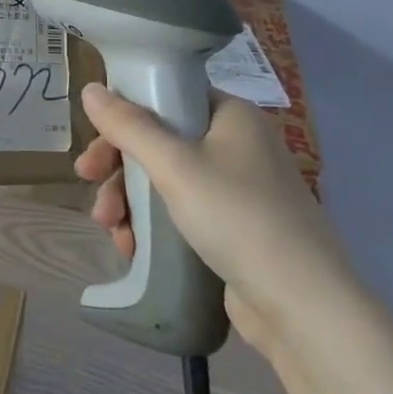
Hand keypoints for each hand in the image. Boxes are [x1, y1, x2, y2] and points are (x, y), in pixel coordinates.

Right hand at [77, 84, 358, 355]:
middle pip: (160, 142)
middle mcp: (237, 144)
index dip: (124, 118)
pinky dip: (153, 225)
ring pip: (165, 181)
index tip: (95, 146)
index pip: (166, 97)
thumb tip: (90, 88)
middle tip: (89, 187)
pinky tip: (133, 247)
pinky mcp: (235, 228)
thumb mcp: (174, 165)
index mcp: (231, 115)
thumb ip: (128, 126)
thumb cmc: (237, 216)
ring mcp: (239, 189)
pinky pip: (181, 212)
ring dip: (130, 201)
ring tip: (113, 232)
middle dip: (119, 169)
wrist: (303, 305)